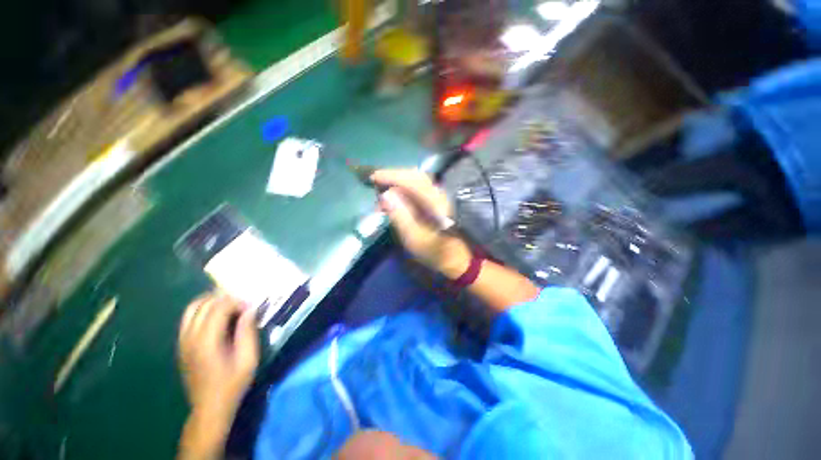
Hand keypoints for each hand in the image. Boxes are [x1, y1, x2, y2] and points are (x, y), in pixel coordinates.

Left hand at [178, 294, 258, 419]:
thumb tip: (250, 309)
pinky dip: (202, 310)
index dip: (237, 302)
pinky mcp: (181, 345)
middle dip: (225, 298)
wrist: (209, 406)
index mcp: (207, 341)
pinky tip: (216, 317)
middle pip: (204, 304)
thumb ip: (247, 332)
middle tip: (242, 305)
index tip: (251, 307)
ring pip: (192, 308)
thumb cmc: (233, 383)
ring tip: (229, 306)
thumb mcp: (248, 359)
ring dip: (211, 302)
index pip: (219, 307)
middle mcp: (190, 337)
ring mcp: (182, 341)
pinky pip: (188, 318)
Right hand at [371, 169, 471, 278]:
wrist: (456, 257)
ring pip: (417, 180)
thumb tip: (386, 194)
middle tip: (376, 182)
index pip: (411, 180)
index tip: (374, 177)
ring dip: (399, 181)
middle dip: (394, 176)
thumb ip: (400, 216)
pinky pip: (419, 187)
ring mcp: (439, 196)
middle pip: (415, 175)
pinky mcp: (437, 201)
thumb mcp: (414, 238)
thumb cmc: (434, 251)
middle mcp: (438, 194)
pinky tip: (396, 196)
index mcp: (434, 202)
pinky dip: (405, 187)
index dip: (392, 176)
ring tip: (384, 190)